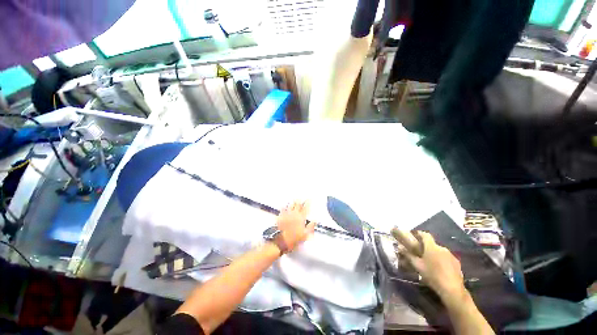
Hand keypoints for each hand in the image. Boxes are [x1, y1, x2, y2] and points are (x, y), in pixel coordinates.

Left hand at [276, 201, 315, 250]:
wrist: (282, 240)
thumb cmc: (294, 238)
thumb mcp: (305, 235)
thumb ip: (311, 227)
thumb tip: (315, 220)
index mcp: (301, 218)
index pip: (306, 208)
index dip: (308, 203)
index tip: (309, 199)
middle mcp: (294, 214)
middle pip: (298, 205)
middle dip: (300, 200)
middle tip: (301, 197)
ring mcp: (287, 214)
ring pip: (291, 205)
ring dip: (293, 202)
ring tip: (294, 199)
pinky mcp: (281, 216)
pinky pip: (282, 209)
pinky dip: (284, 206)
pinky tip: (284, 205)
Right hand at [397, 231, 465, 300]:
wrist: (452, 289)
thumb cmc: (432, 275)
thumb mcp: (418, 266)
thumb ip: (408, 255)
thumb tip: (399, 247)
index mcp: (432, 247)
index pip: (425, 235)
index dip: (419, 234)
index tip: (414, 236)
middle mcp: (442, 248)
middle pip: (432, 244)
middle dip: (426, 247)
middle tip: (421, 254)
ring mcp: (451, 255)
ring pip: (440, 251)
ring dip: (434, 254)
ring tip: (430, 263)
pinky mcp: (457, 263)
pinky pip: (447, 258)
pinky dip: (442, 260)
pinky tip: (439, 269)